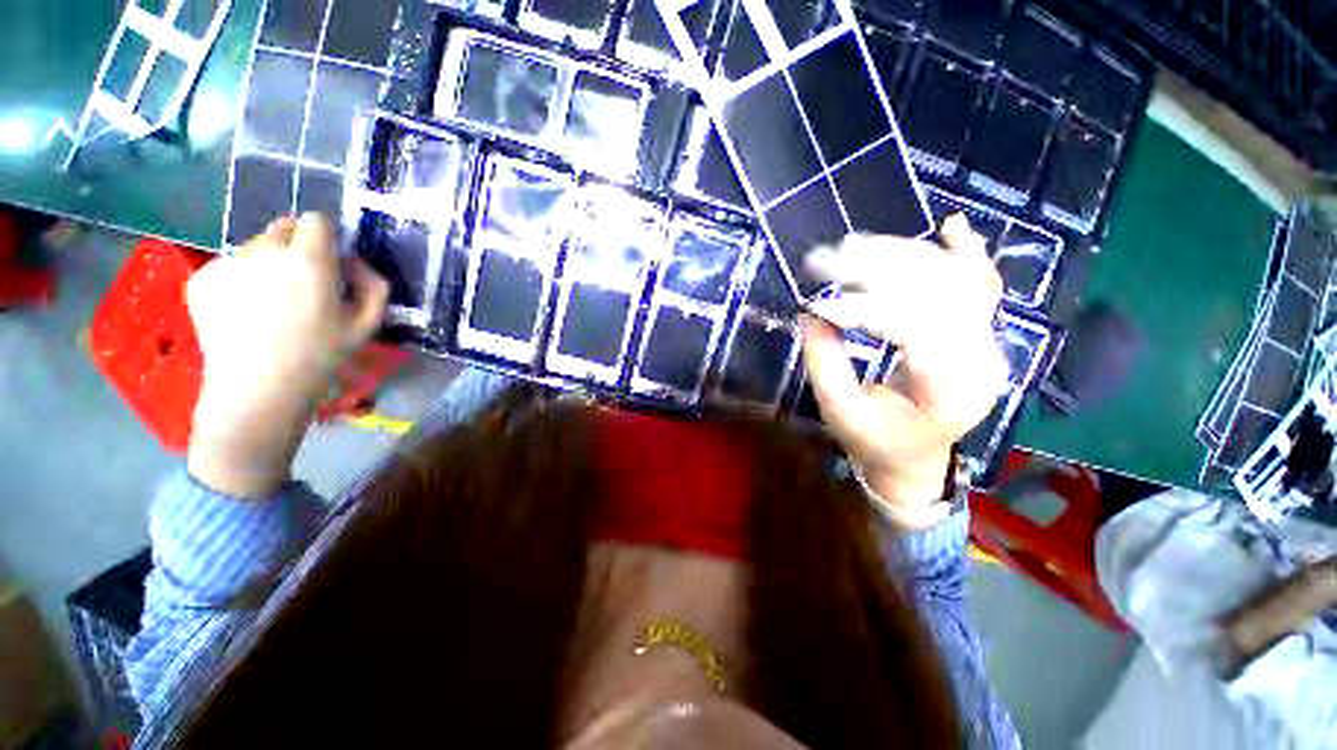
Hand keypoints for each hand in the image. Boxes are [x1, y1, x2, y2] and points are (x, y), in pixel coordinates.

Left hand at [187, 213, 389, 498]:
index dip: (326, 236)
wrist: (257, 389)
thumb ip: (374, 286)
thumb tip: (357, 263)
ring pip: (254, 248)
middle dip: (296, 248)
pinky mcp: (200, 278)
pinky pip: (229, 266)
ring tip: (271, 305)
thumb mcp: (368, 324)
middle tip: (301, 284)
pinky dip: (240, 281)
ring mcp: (227, 262)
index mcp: (308, 260)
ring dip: (267, 264)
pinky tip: (245, 313)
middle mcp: (263, 250)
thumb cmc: (321, 357)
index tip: (329, 259)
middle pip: (283, 229)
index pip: (316, 221)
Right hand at [799, 215, 1007, 527]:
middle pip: (937, 292)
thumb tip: (810, 312)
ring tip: (856, 244)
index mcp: (948, 389)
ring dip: (903, 255)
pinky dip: (965, 253)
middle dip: (878, 268)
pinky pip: (980, 285)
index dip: (862, 310)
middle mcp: (980, 357)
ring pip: (955, 279)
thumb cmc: (876, 442)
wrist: (916, 460)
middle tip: (829, 258)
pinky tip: (952, 226)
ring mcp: (986, 341)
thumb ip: (825, 362)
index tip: (820, 305)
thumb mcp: (840, 411)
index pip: (911, 328)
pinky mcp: (979, 333)